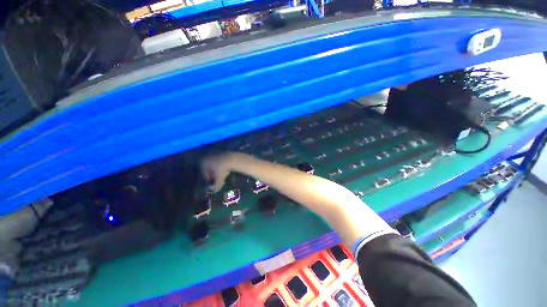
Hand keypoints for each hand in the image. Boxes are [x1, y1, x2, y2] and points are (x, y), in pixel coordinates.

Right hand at [200, 152, 234, 191]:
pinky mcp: (220, 151)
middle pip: (208, 168)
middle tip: (219, 178)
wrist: (232, 158)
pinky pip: (219, 160)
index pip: (204, 174)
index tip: (215, 182)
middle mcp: (206, 157)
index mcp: (202, 163)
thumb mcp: (219, 179)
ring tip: (223, 173)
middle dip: (213, 174)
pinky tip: (226, 167)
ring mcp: (213, 153)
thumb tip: (213, 190)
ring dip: (217, 169)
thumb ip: (215, 186)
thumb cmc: (223, 169)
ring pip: (213, 163)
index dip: (210, 179)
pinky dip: (221, 164)